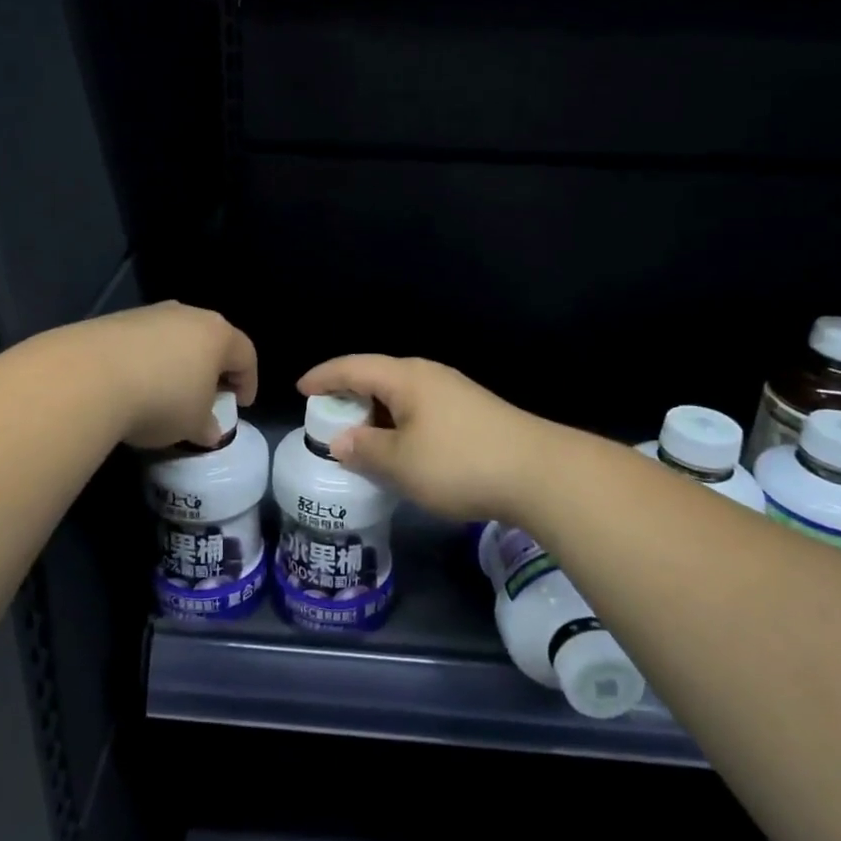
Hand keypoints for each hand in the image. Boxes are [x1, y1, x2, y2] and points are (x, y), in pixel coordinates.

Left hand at [60, 301, 258, 449]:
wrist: (89, 377)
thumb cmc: (161, 400)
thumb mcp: (193, 424)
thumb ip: (207, 426)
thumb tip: (209, 430)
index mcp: (218, 335)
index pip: (246, 355)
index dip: (248, 382)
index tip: (241, 405)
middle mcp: (188, 315)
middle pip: (210, 340)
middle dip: (212, 369)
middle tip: (208, 397)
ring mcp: (150, 314)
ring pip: (175, 338)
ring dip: (177, 363)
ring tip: (167, 392)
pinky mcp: (115, 320)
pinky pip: (143, 342)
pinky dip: (146, 361)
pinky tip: (134, 386)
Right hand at [297, 355, 557, 524]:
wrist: (539, 473)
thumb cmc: (459, 463)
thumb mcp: (401, 462)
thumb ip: (365, 449)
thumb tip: (341, 440)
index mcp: (406, 377)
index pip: (353, 367)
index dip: (324, 377)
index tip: (301, 389)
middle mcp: (429, 375)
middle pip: (378, 377)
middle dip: (349, 395)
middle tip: (327, 418)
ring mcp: (455, 392)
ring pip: (402, 396)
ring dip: (376, 413)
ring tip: (360, 437)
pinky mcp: (473, 413)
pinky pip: (421, 410)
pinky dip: (400, 424)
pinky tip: (401, 449)